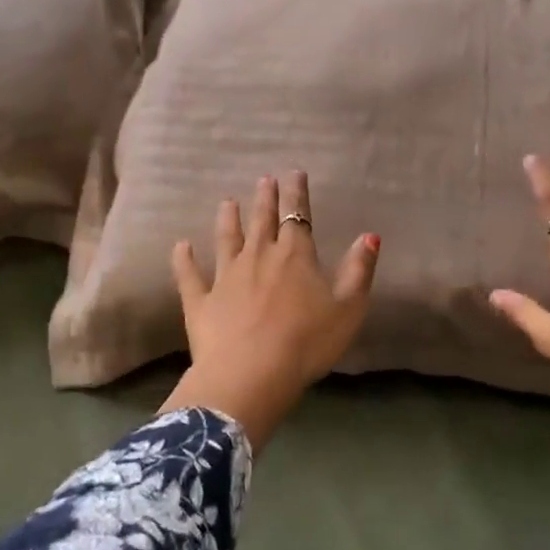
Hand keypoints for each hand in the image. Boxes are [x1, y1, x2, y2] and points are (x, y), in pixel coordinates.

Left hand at [161, 171, 380, 450]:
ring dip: (228, 220)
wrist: (251, 375)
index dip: (297, 194)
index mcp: (295, 256)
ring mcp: (225, 278)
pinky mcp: (201, 302)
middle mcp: (258, 257)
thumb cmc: (307, 342)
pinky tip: (180, 247)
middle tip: (264, 180)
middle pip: (261, 221)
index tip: (294, 174)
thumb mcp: (348, 308)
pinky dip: (184, 260)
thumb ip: (359, 270)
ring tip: (227, 202)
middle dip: (265, 199)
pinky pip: (190, 276)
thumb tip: (369, 235)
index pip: (297, 216)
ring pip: (226, 240)